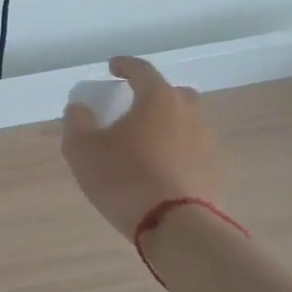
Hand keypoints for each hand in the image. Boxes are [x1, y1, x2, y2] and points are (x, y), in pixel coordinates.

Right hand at [61, 55, 225, 239]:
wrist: (176, 226)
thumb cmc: (124, 177)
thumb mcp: (82, 148)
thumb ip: (77, 121)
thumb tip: (80, 108)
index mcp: (158, 98)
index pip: (141, 70)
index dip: (124, 65)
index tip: (112, 67)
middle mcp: (188, 113)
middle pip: (172, 94)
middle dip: (153, 95)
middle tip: (133, 107)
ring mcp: (206, 143)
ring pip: (185, 124)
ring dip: (166, 126)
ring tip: (145, 144)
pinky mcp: (214, 173)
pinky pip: (191, 152)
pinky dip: (176, 153)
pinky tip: (160, 171)